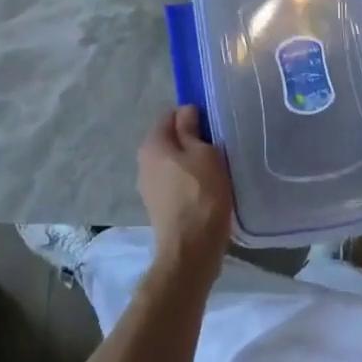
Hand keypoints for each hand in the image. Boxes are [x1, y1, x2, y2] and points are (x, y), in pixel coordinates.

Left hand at [138, 107, 233, 278]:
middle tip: (217, 146)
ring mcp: (149, 187)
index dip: (191, 115)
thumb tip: (185, 110)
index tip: (212, 125)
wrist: (191, 250)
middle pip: (170, 139)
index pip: (170, 115)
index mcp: (152, 145)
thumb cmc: (201, 194)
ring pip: (172, 162)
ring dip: (190, 162)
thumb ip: (191, 129)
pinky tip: (206, 189)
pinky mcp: (158, 207)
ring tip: (214, 168)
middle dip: (191, 139)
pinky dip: (188, 181)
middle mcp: (144, 163)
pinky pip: (174, 182)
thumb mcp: (203, 153)